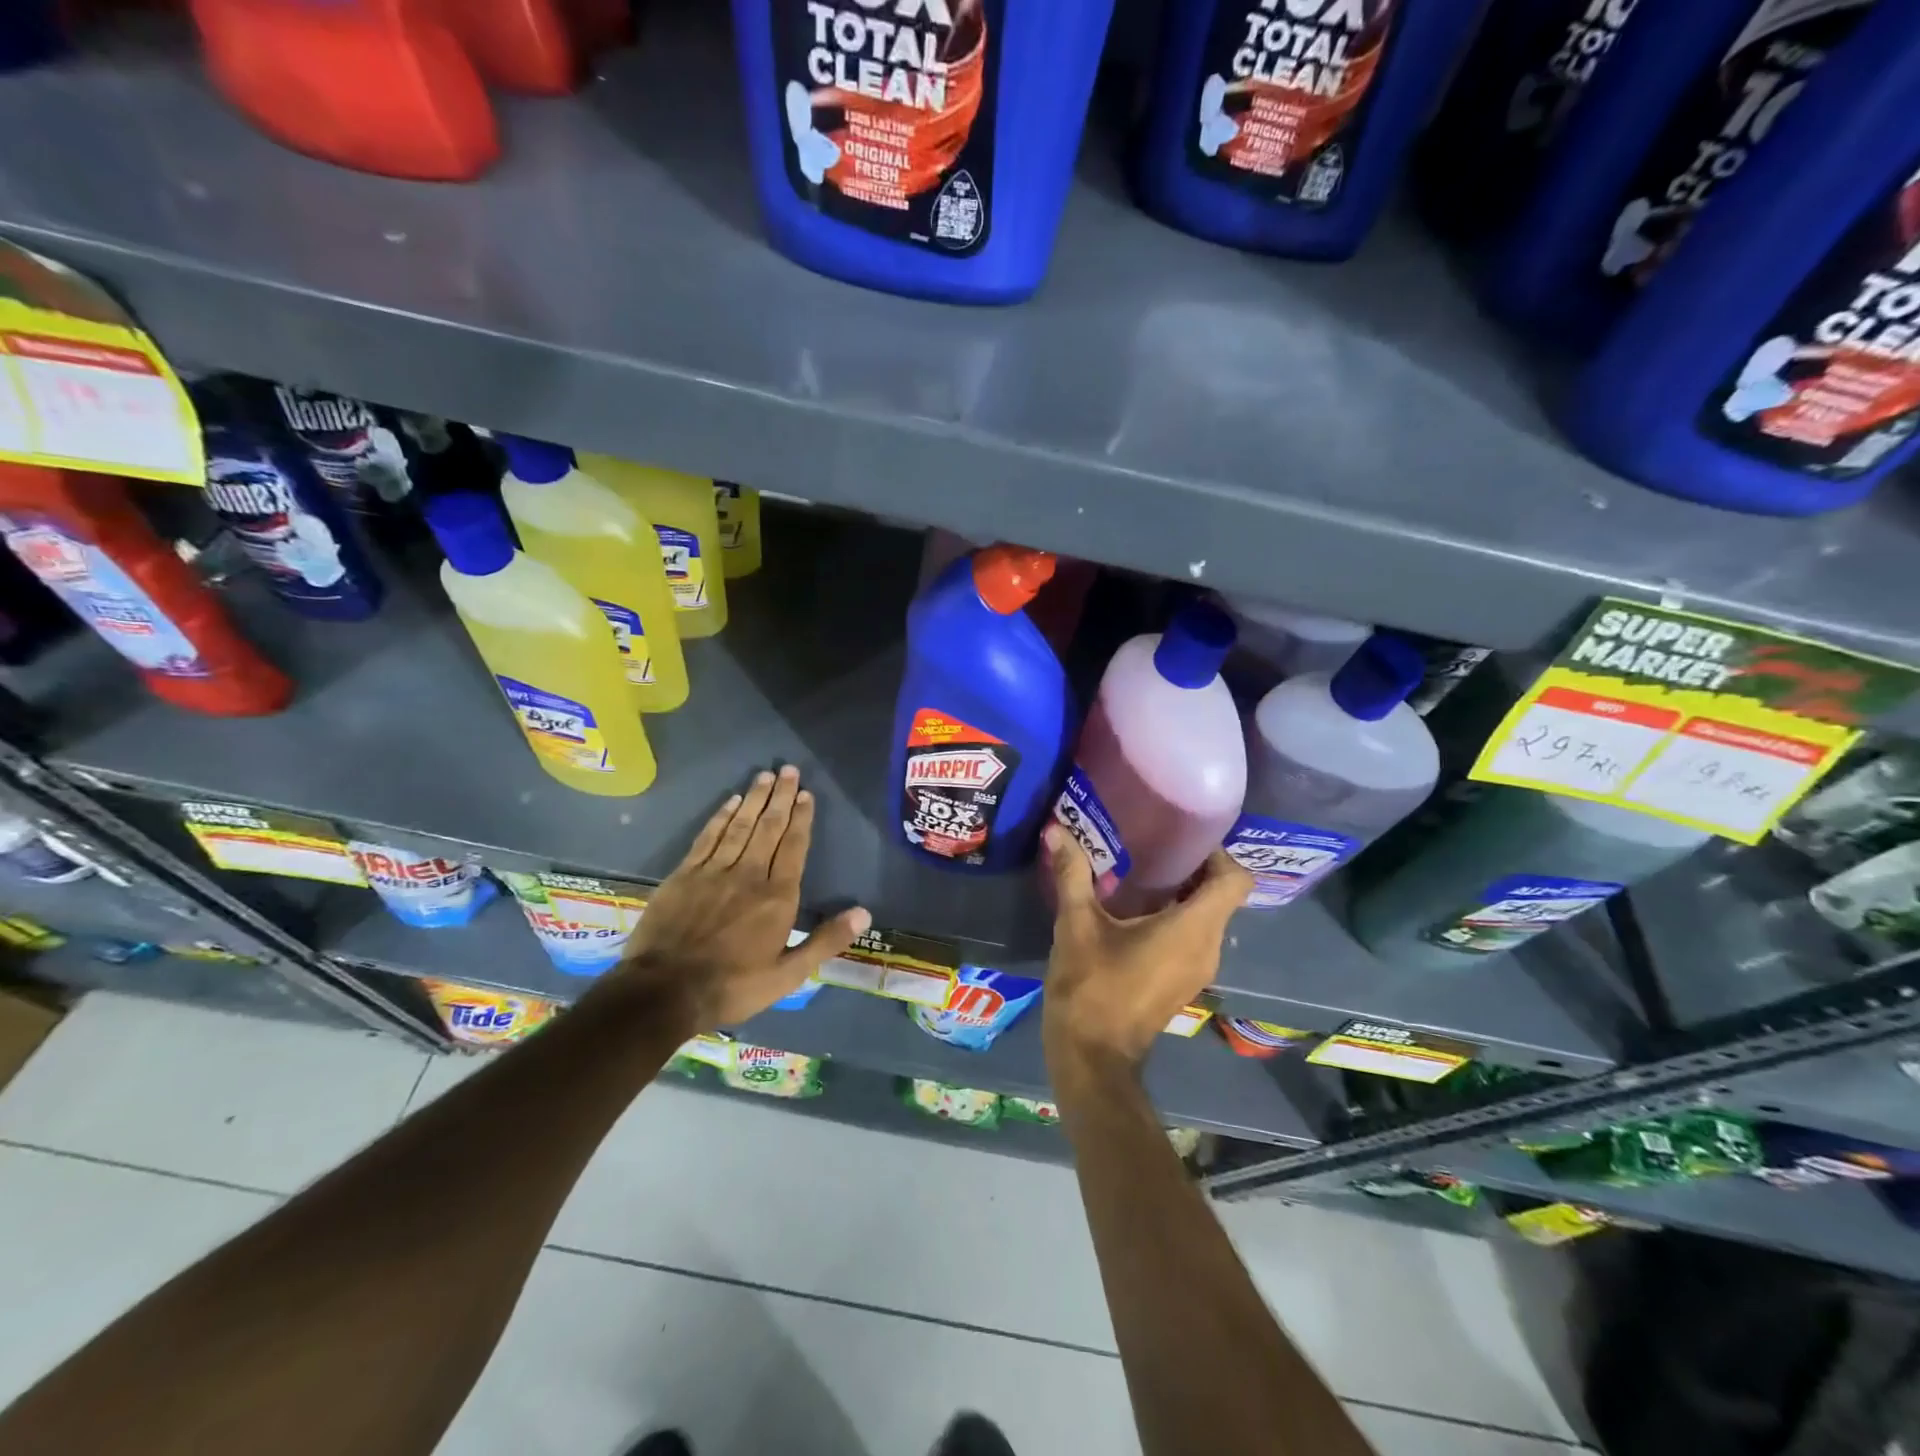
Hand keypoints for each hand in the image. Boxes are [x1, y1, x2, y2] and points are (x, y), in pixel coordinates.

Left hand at [603, 767, 869, 1029]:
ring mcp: (713, 871)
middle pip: (768, 827)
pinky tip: (730, 802)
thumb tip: (864, 913)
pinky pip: (708, 837)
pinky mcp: (684, 875)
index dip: (801, 818)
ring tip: (765, 776)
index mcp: (777, 897)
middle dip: (781, 797)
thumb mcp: (788, 975)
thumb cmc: (732, 986)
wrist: (663, 992)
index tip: (806, 794)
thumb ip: (825, 941)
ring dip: (754, 799)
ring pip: (740, 826)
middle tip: (788, 770)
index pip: (793, 847)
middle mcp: (748, 874)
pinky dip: (720, 817)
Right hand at [1040, 823, 1250, 1079]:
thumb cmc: (1091, 987)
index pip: (1235, 880)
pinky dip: (1176, 916)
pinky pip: (1193, 936)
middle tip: (1154, 843)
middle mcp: (1207, 947)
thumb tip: (1056, 829)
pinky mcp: (1183, 981)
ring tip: (1142, 870)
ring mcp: (1198, 969)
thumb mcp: (1076, 925)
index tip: (1183, 838)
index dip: (1218, 853)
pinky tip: (1135, 909)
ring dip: (1183, 892)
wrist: (1092, 1058)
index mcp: (1193, 929)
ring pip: (1208, 917)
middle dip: (1193, 866)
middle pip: (1222, 895)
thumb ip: (1072, 874)